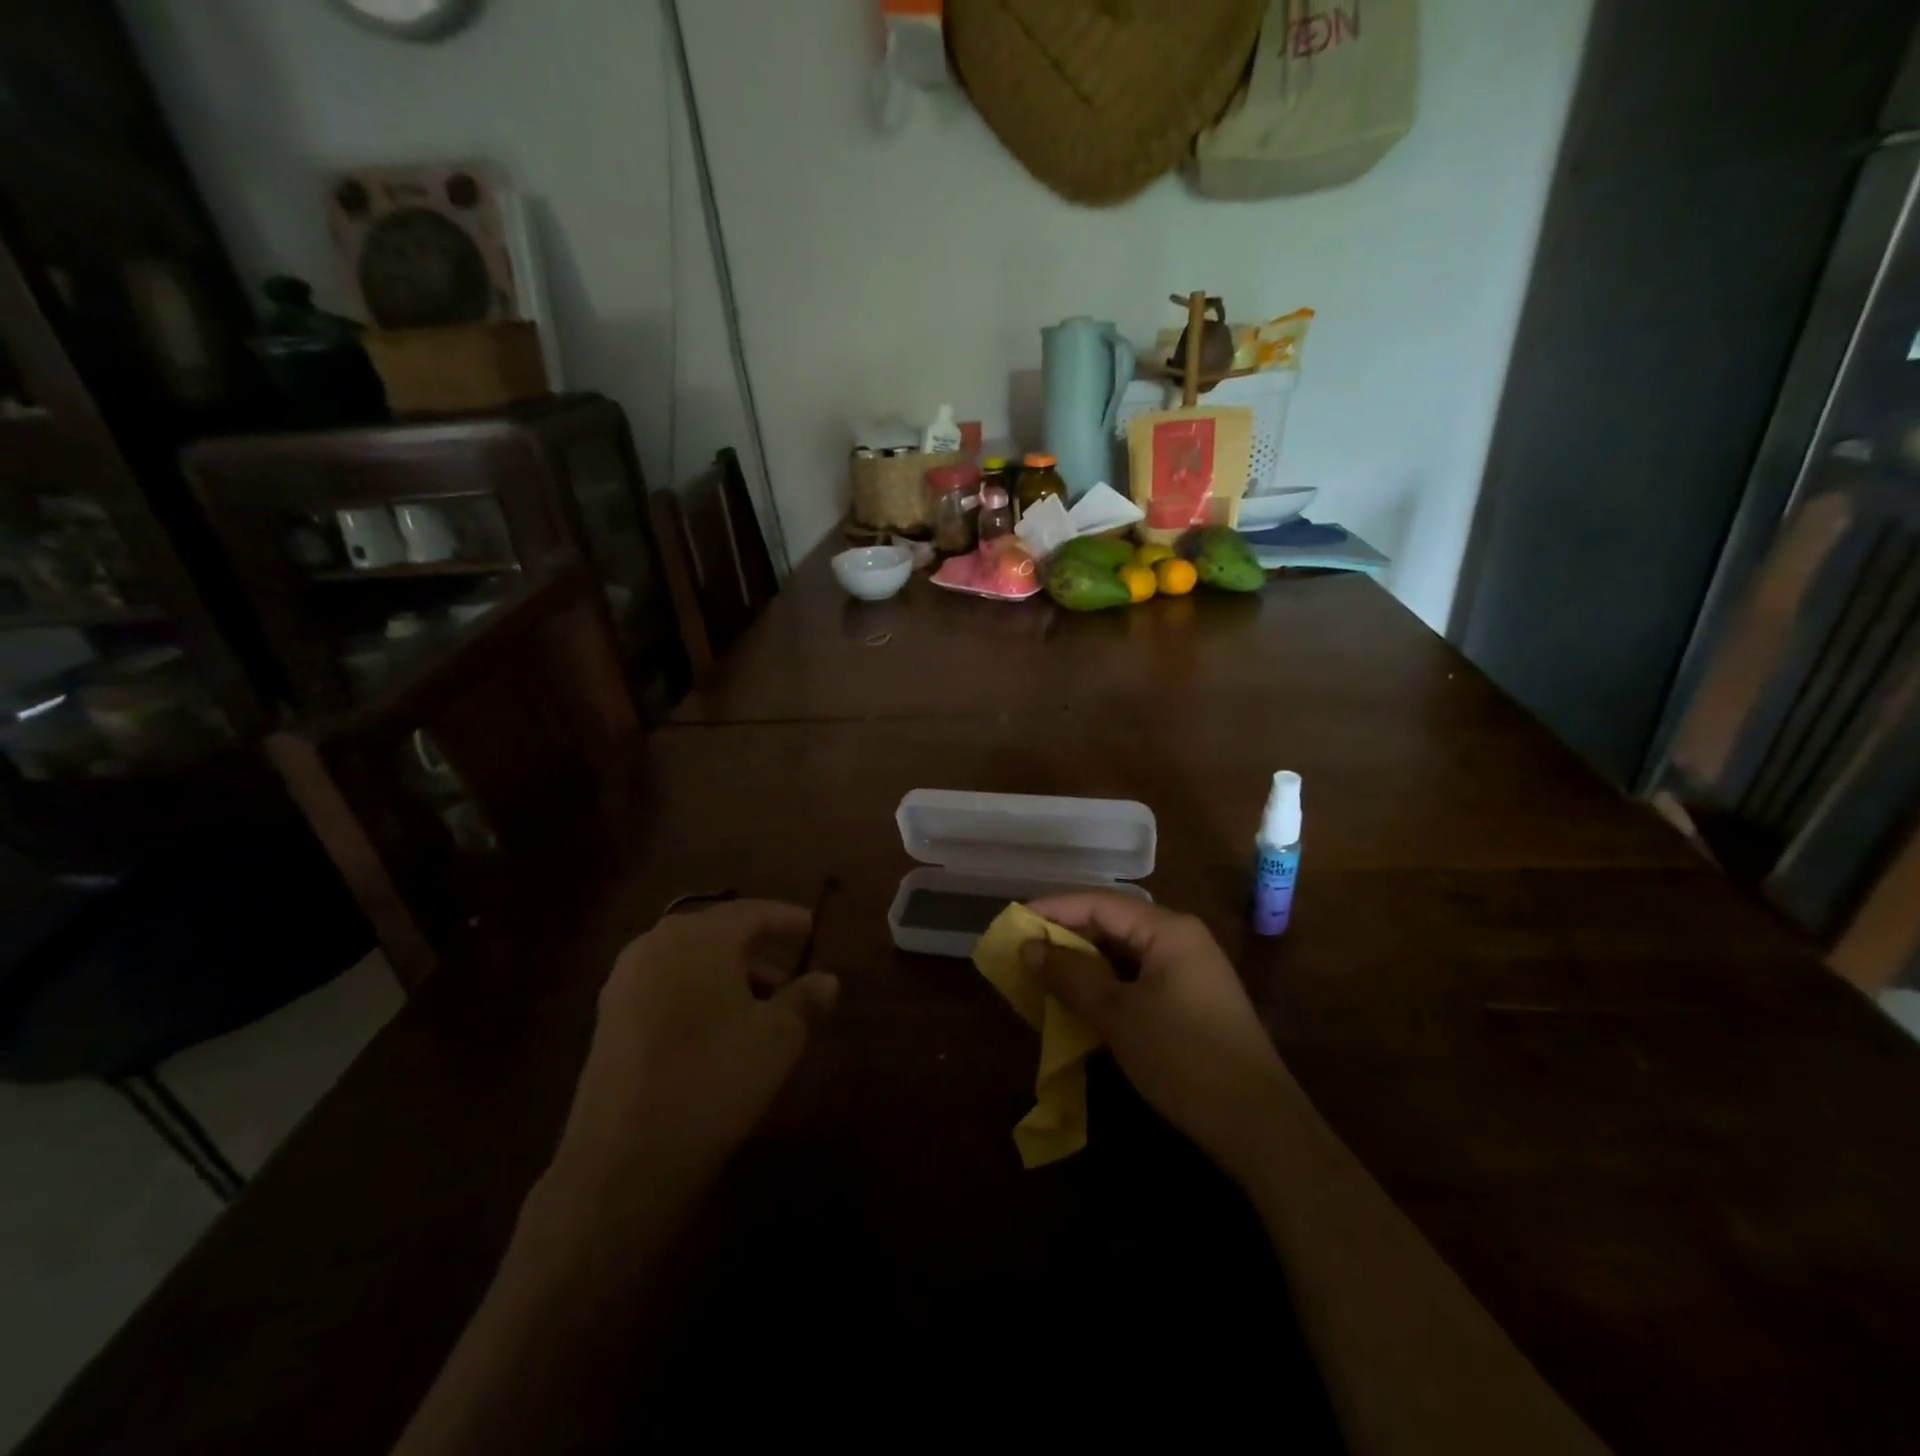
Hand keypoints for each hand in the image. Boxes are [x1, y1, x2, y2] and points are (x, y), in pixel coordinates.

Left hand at [546, 898, 838, 1207]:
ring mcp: (625, 981)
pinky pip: (665, 987)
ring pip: (690, 962)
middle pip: (717, 934)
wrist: (624, 1160)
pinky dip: (697, 994)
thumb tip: (826, 979)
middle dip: (757, 949)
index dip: (787, 919)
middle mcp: (656, 944)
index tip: (813, 927)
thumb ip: (806, 999)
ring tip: (760, 1006)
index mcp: (699, 936)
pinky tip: (717, 1029)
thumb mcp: (778, 1037)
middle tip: (790, 968)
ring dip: (727, 975)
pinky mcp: (608, 1018)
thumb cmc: (714, 1079)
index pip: (752, 913)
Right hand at [1022, 892, 1292, 1184]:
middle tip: (1025, 952)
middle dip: (1068, 937)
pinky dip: (1107, 986)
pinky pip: (1139, 979)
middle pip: (1113, 924)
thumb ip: (1071, 975)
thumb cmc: (1184, 1058)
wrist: (1260, 1126)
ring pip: (1125, 954)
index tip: (1015, 921)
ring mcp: (1190, 971)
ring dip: (1085, 964)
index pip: (1100, 903)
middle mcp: (1181, 939)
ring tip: (1045, 976)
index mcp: (1168, 929)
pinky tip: (1082, 1003)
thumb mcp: (1118, 1015)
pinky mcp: (1192, 1001)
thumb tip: (1029, 947)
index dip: (1054, 909)